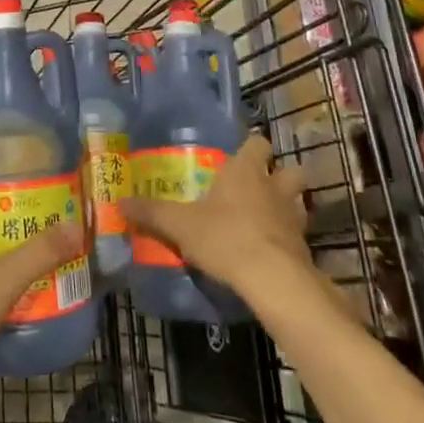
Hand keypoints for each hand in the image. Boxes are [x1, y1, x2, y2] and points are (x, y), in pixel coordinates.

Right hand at [121, 136, 313, 296]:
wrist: (271, 279)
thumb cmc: (225, 237)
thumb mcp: (179, 224)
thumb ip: (152, 212)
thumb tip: (120, 202)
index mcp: (245, 171)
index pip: (257, 143)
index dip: (252, 148)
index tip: (241, 155)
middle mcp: (274, 187)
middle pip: (290, 170)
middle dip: (280, 176)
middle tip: (262, 187)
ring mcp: (293, 218)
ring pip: (299, 202)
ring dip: (287, 207)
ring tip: (268, 219)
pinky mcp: (304, 248)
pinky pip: (297, 236)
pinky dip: (287, 240)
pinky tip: (271, 251)